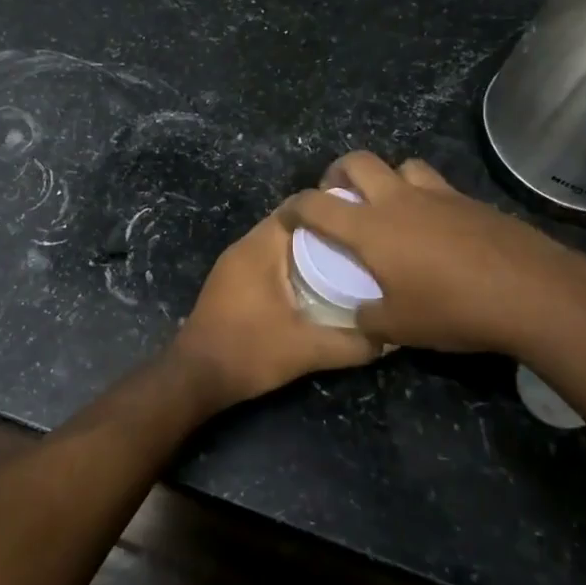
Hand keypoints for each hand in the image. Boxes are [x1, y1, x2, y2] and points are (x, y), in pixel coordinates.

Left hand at [170, 209, 380, 409]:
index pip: (297, 207)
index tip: (362, 219)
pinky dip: (291, 264)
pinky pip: (267, 260)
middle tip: (362, 242)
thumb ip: (352, 343)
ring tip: (346, 261)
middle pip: (289, 223)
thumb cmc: (248, 352)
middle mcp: (244, 247)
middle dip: (325, 230)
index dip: (330, 208)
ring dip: (307, 248)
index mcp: (259, 248)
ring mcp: (233, 265)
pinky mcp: (231, 283)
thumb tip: (390, 338)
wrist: (195, 377)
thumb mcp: (308, 350)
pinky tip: (315, 285)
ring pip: (277, 243)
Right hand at [280, 151, 585, 357]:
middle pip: (358, 161)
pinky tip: (435, 228)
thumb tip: (361, 316)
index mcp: (371, 228)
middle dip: (338, 173)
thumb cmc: (453, 309)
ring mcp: (439, 195)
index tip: (288, 216)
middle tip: (339, 197)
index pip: (317, 204)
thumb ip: (368, 319)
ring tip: (390, 207)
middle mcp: (399, 200)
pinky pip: (436, 186)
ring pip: (403, 165)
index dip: (295, 206)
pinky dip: (424, 196)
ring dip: (387, 178)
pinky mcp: (471, 201)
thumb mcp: (399, 327)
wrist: (532, 293)